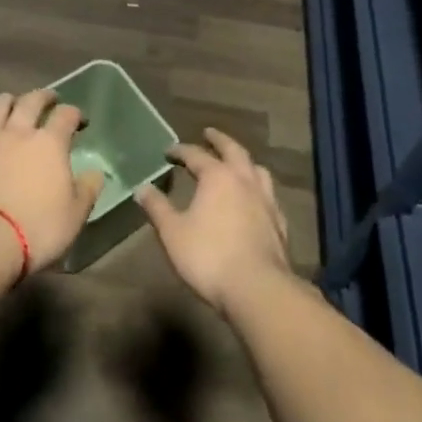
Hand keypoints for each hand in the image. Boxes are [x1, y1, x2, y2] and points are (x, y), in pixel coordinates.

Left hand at [0, 90, 105, 274]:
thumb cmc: (37, 228)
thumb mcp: (75, 214)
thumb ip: (87, 190)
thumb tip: (95, 173)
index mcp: (49, 143)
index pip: (65, 116)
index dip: (75, 114)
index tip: (80, 120)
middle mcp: (16, 134)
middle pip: (29, 103)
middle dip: (42, 97)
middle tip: (49, 98)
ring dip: (4, 102)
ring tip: (10, 100)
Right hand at [135, 129, 290, 312]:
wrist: (258, 288)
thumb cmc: (209, 257)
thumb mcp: (173, 233)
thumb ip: (157, 208)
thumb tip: (141, 187)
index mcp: (217, 176)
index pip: (196, 154)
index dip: (180, 150)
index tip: (169, 151)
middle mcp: (244, 180)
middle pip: (233, 150)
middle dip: (219, 140)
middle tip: (209, 133)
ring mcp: (266, 200)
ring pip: (257, 169)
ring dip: (244, 161)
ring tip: (236, 162)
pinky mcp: (279, 222)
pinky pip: (268, 194)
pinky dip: (258, 188)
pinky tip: (255, 200)